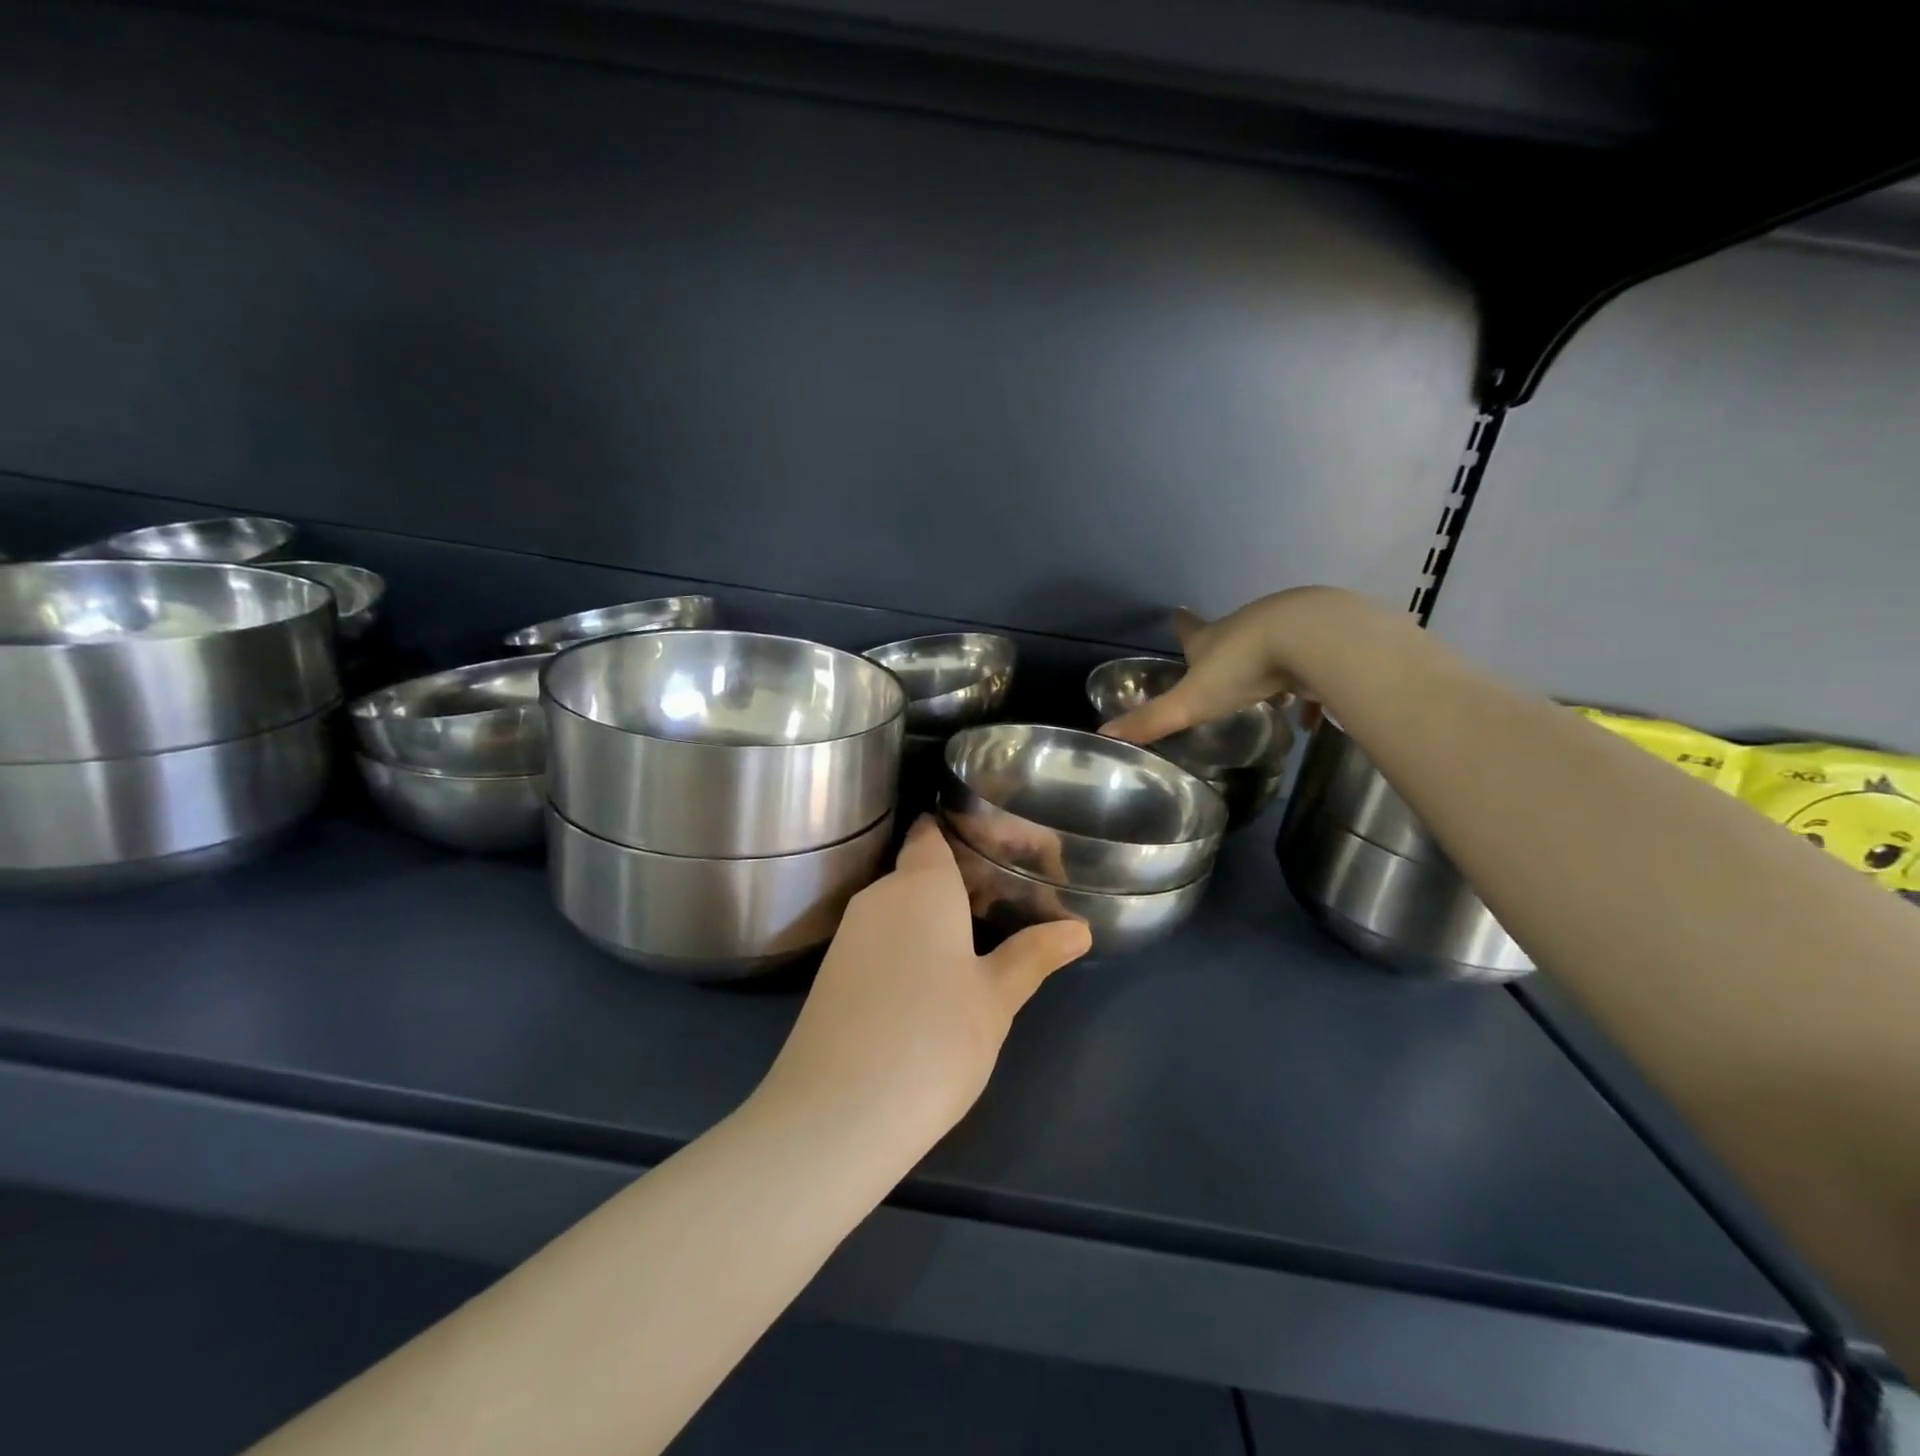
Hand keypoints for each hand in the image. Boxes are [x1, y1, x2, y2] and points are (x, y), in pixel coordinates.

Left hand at [758, 817, 1091, 1152]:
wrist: (835, 1115)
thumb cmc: (933, 1039)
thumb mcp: (995, 998)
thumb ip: (1033, 955)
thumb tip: (1078, 930)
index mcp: (920, 884)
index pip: (934, 832)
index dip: (968, 832)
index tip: (1006, 848)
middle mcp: (879, 895)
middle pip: (921, 869)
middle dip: (964, 881)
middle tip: (1012, 901)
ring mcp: (850, 934)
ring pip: (901, 906)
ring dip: (938, 916)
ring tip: (985, 938)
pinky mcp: (834, 972)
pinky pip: (882, 938)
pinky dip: (911, 943)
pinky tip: (936, 978)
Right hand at [1100, 588, 1370, 746]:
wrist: (1314, 638)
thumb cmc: (1244, 666)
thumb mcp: (1192, 701)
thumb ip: (1153, 720)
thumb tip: (1104, 733)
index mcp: (1212, 638)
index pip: (1190, 630)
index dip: (1182, 625)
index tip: (1177, 613)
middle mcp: (1247, 626)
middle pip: (1233, 636)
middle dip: (1227, 651)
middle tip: (1224, 672)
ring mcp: (1288, 628)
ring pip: (1274, 648)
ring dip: (1270, 668)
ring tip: (1272, 696)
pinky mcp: (1324, 639)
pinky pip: (1313, 671)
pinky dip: (1309, 692)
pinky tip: (1310, 716)